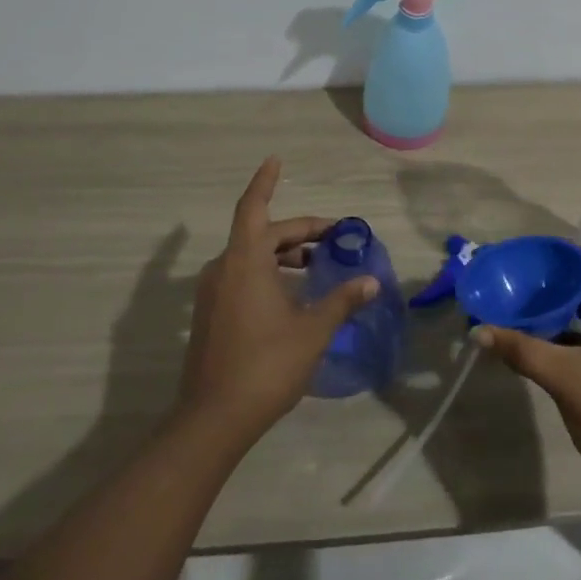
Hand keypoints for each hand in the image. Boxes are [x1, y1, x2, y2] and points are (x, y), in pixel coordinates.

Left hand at [175, 158, 380, 448]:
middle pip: (261, 233)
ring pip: (251, 256)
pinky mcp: (210, 314)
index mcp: (245, 262)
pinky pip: (241, 276)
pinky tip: (292, 294)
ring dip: (282, 253)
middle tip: (333, 237)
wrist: (213, 419)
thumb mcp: (312, 331)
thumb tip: (370, 282)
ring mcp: (213, 293)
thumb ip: (342, 301)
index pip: (254, 207)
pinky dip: (268, 272)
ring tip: (316, 264)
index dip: (265, 181)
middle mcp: (224, 268)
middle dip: (298, 231)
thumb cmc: (266, 365)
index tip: (276, 160)